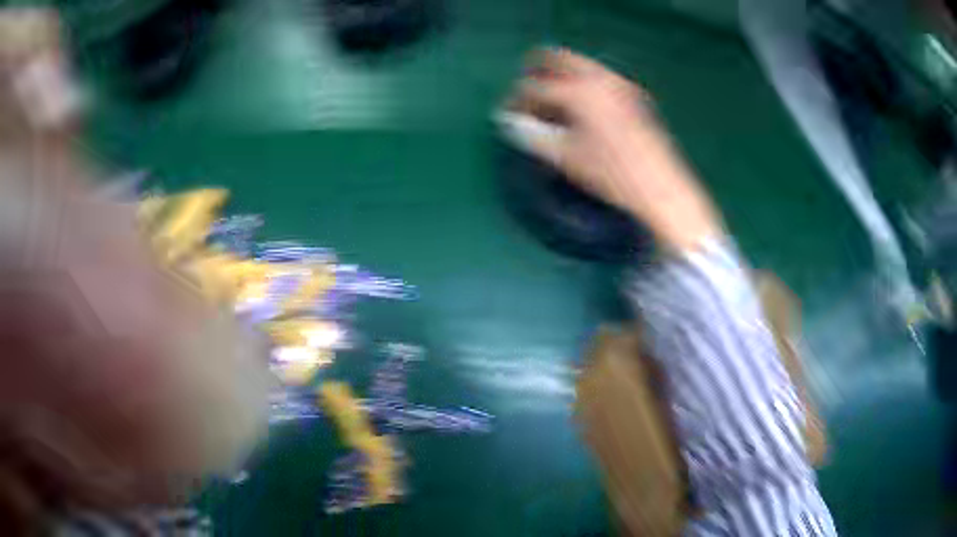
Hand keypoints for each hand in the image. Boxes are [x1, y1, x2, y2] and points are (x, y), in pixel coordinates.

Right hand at [507, 48, 722, 252]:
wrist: (661, 188)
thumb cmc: (610, 173)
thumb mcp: (566, 156)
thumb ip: (533, 136)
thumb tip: (509, 123)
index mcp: (578, 91)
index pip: (534, 86)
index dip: (516, 101)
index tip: (508, 116)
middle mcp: (599, 77)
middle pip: (558, 58)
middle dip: (536, 71)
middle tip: (526, 94)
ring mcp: (619, 84)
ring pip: (580, 66)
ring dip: (560, 77)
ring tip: (552, 104)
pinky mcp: (633, 95)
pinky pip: (598, 78)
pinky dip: (582, 85)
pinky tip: (580, 108)